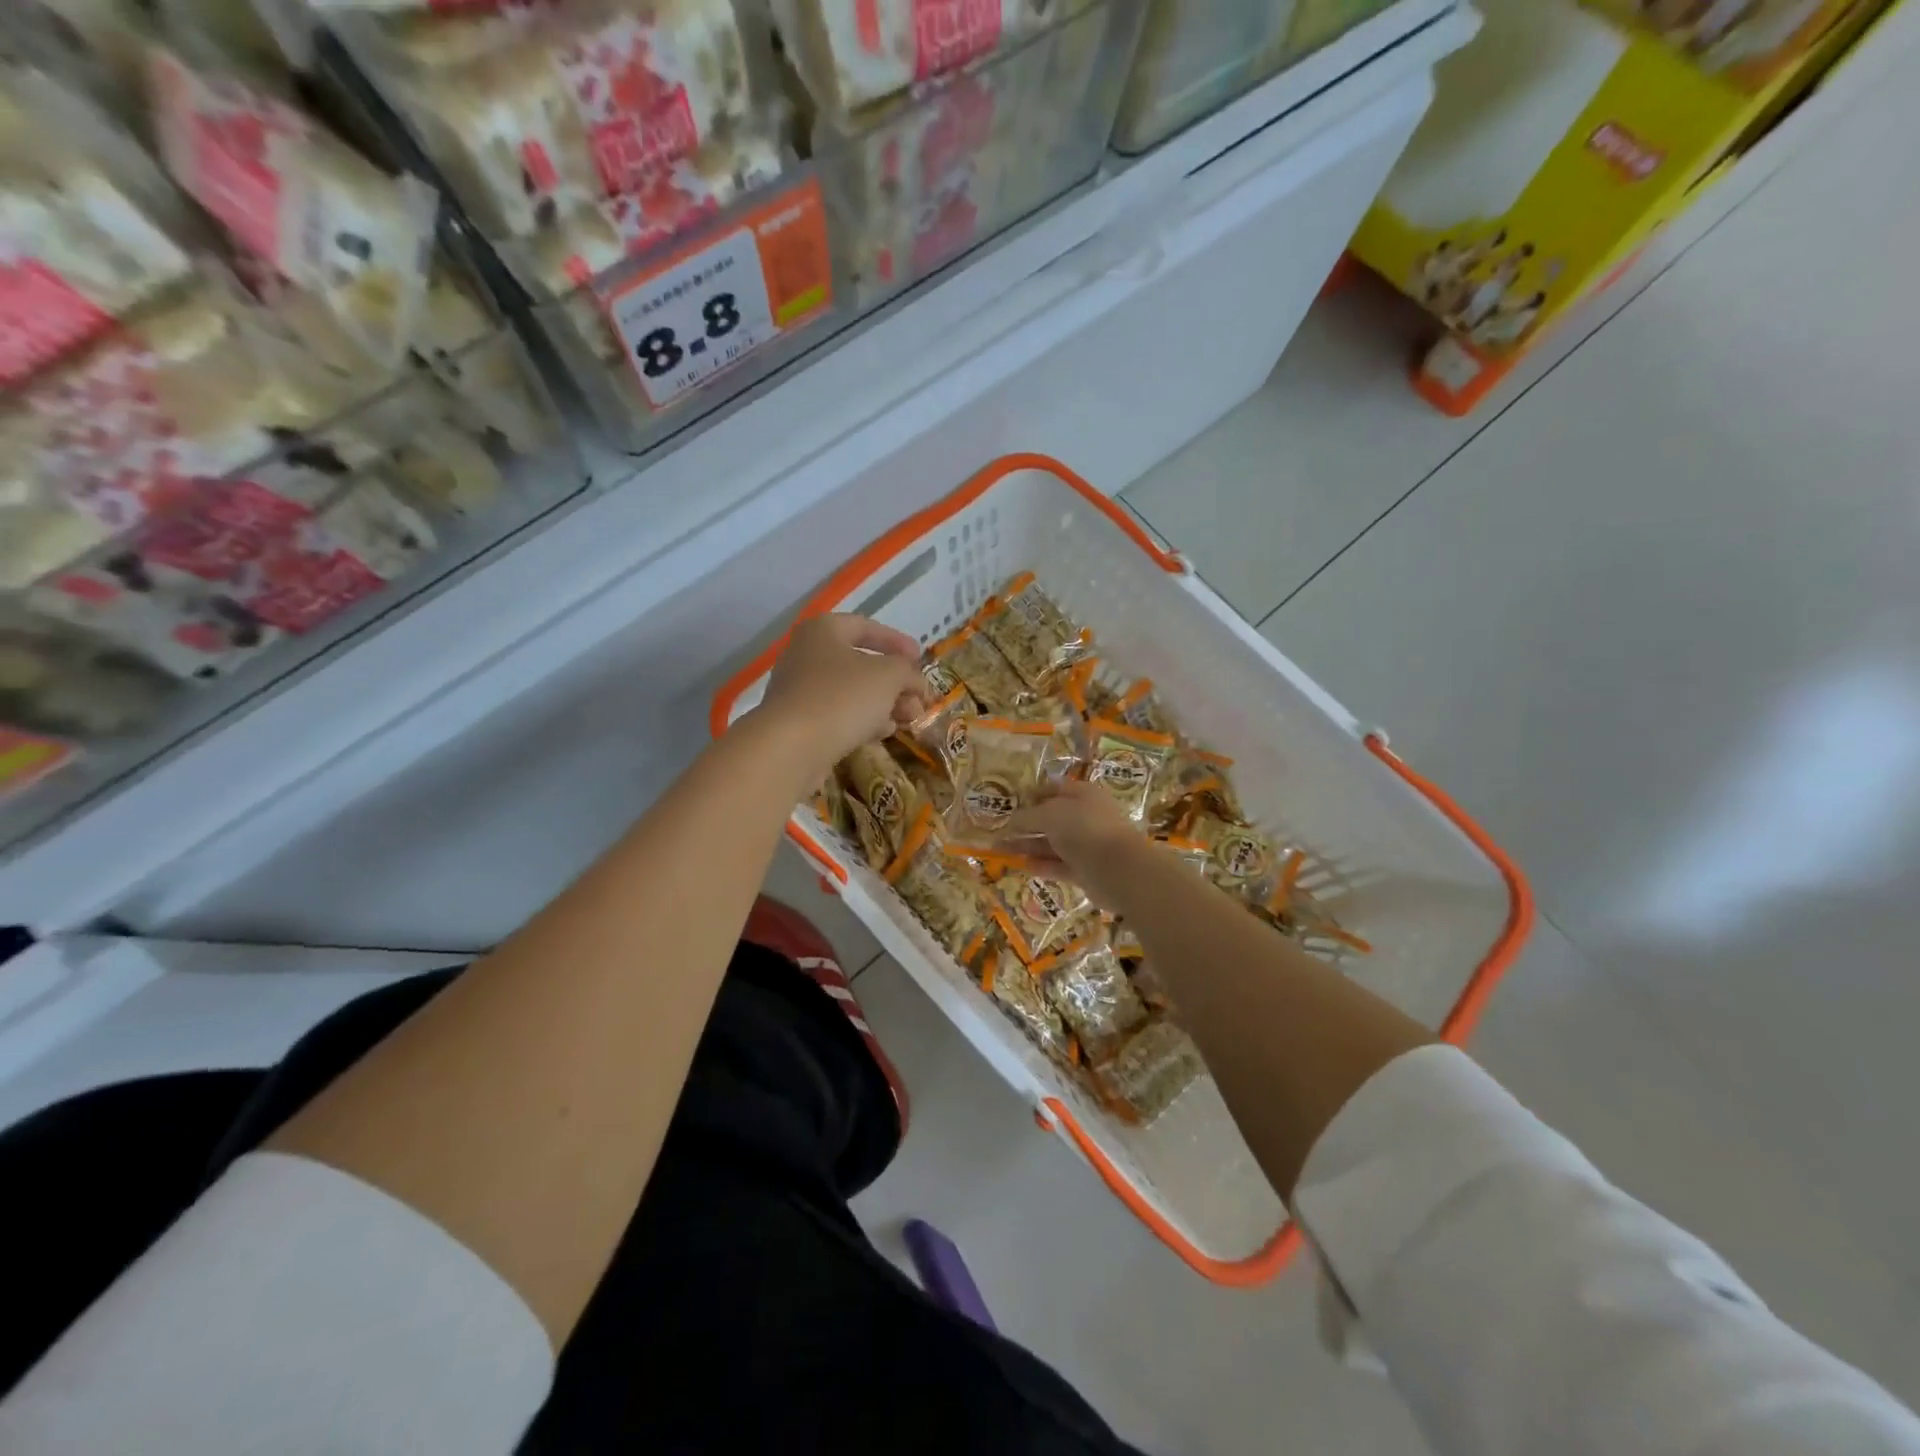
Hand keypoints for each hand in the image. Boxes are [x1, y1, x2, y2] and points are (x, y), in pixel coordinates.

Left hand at [755, 614, 927, 782]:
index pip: (866, 627)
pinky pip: (838, 715)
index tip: (920, 658)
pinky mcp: (799, 723)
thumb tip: (916, 682)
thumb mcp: (888, 676)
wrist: (791, 747)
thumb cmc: (842, 697)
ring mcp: (799, 691)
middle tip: (919, 699)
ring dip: (884, 704)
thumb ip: (908, 672)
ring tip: (909, 720)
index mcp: (823, 631)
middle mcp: (806, 655)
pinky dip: (863, 720)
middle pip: (860, 663)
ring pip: (851, 692)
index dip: (897, 641)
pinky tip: (883, 733)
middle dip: (896, 682)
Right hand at [1006, 781, 1148, 904]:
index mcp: (1083, 795)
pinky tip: (1023, 866)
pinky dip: (1043, 866)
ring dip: (1030, 846)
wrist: (1118, 868)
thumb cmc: (1084, 829)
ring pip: (1054, 844)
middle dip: (1027, 825)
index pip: (1055, 789)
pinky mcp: (1087, 871)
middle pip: (1052, 819)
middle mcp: (1087, 817)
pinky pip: (1060, 865)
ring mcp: (1088, 845)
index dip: (1034, 795)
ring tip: (1003, 850)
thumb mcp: (1050, 814)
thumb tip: (1011, 822)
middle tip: (1001, 832)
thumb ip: (1028, 817)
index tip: (1012, 804)